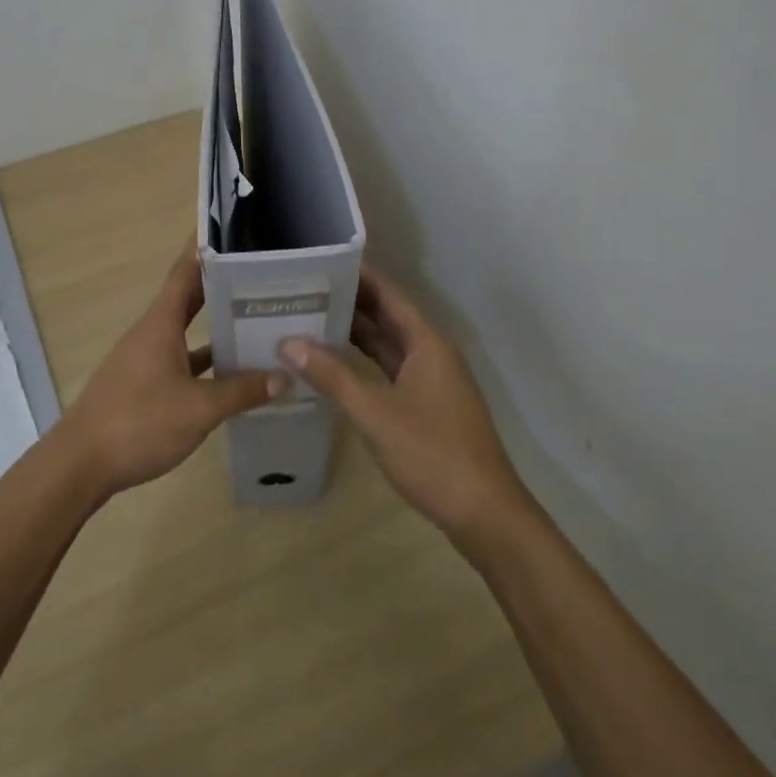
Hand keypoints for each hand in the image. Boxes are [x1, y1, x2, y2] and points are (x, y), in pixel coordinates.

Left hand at [54, 250, 287, 500]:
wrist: (81, 464)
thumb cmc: (139, 422)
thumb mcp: (198, 409)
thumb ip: (241, 391)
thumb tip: (284, 376)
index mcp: (161, 322)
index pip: (186, 271)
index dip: (206, 248)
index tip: (234, 231)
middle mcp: (152, 332)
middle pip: (189, 298)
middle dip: (221, 285)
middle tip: (261, 275)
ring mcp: (145, 359)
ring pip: (186, 331)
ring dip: (215, 325)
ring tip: (255, 319)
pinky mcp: (143, 385)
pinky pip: (180, 360)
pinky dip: (204, 361)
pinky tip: (230, 374)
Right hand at [282, 266, 529, 545]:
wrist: (485, 515)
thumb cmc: (432, 454)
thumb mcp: (375, 414)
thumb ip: (332, 376)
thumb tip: (289, 342)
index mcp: (426, 342)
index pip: (387, 293)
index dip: (357, 274)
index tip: (320, 261)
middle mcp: (430, 352)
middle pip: (386, 316)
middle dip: (349, 302)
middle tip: (304, 290)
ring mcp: (431, 380)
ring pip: (387, 344)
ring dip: (354, 333)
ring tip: (310, 319)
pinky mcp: (426, 405)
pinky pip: (390, 369)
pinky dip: (363, 362)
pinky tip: (334, 365)